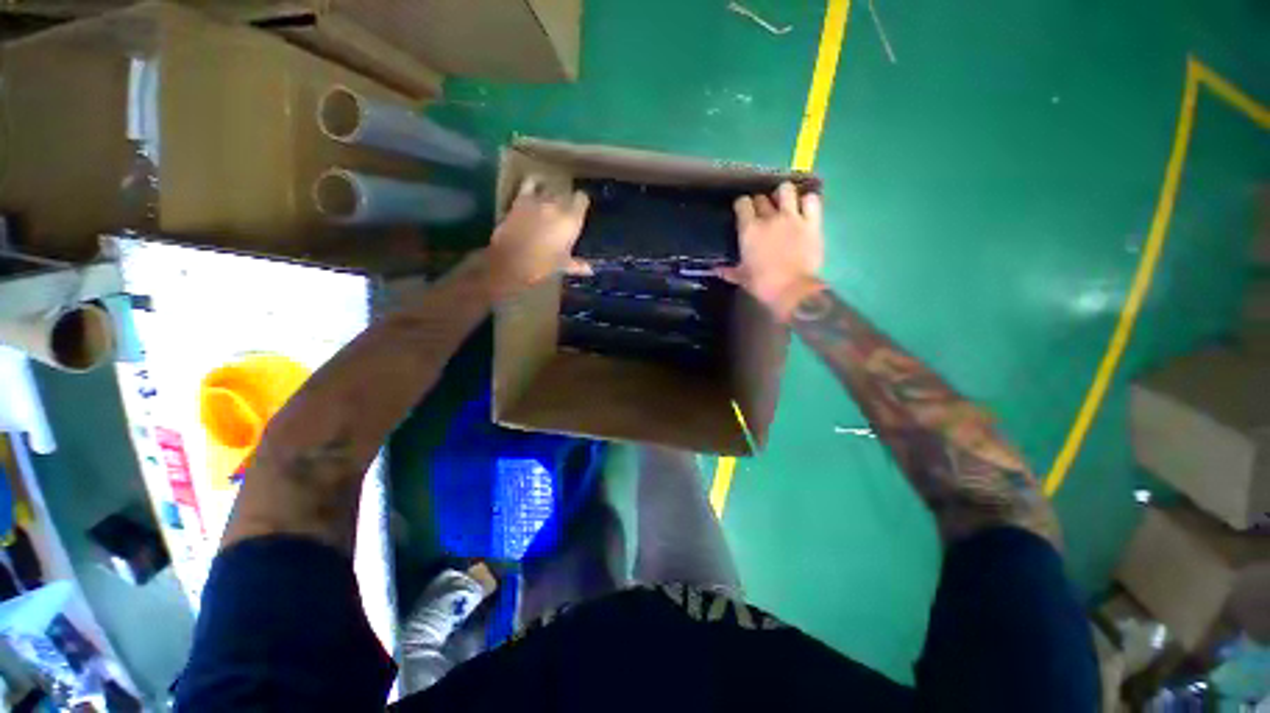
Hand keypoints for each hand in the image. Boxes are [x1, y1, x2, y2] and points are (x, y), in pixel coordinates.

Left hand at [487, 176, 590, 298]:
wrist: (511, 262)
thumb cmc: (542, 265)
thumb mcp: (563, 265)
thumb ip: (577, 264)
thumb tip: (590, 270)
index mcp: (571, 220)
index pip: (582, 199)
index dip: (581, 204)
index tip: (580, 211)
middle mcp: (557, 205)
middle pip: (565, 194)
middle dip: (565, 202)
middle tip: (562, 216)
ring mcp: (538, 200)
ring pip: (549, 189)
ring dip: (550, 195)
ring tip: (548, 205)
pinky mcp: (520, 199)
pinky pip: (530, 183)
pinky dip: (533, 184)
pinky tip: (534, 188)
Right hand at [716, 182, 824, 318]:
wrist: (793, 290)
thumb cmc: (763, 285)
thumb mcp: (742, 278)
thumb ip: (729, 271)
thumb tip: (716, 270)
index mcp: (749, 230)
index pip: (742, 203)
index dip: (742, 205)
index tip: (742, 212)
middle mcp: (770, 217)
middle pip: (762, 197)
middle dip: (759, 203)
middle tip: (761, 214)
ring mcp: (792, 218)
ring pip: (786, 190)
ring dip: (783, 195)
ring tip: (783, 204)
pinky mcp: (812, 223)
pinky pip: (811, 200)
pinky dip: (807, 201)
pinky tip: (804, 208)